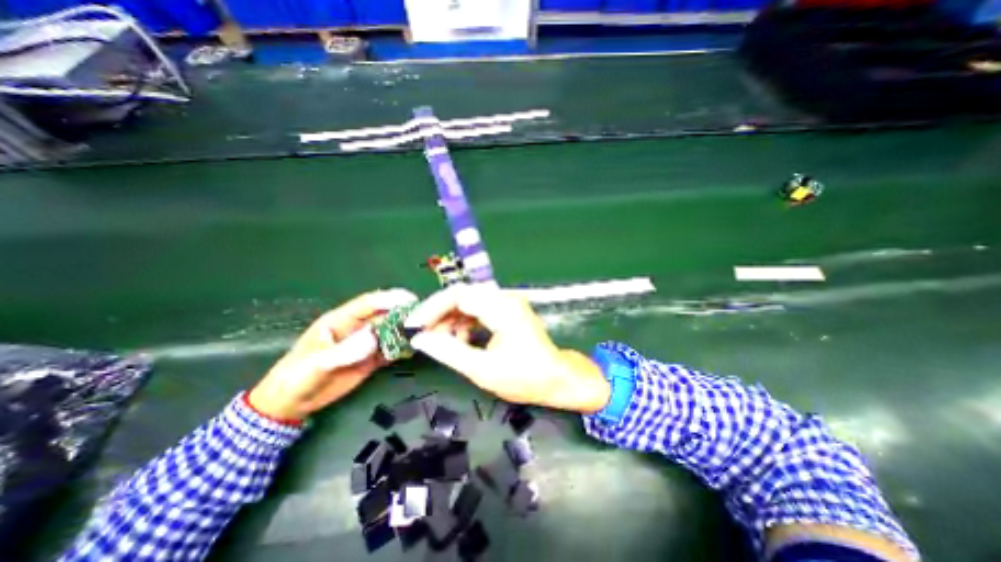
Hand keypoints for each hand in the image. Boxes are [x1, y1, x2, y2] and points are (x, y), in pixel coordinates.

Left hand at [253, 290, 418, 420]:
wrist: (291, 404)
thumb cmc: (296, 377)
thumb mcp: (316, 364)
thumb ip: (344, 351)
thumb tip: (374, 337)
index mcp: (340, 320)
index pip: (368, 303)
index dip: (389, 299)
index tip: (409, 300)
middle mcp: (357, 328)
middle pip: (384, 315)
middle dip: (403, 313)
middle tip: (424, 317)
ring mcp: (365, 344)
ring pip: (390, 332)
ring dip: (406, 331)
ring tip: (424, 333)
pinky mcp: (370, 359)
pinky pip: (390, 350)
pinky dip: (402, 349)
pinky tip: (412, 349)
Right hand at [404, 286, 610, 411]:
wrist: (557, 379)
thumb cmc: (524, 377)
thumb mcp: (482, 369)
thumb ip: (448, 352)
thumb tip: (420, 339)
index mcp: (501, 307)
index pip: (458, 295)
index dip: (432, 309)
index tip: (414, 326)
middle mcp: (505, 297)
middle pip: (462, 295)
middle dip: (439, 314)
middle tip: (423, 335)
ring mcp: (508, 302)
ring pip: (469, 302)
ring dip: (451, 319)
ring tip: (440, 341)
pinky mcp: (508, 310)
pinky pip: (479, 309)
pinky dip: (465, 322)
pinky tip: (460, 340)